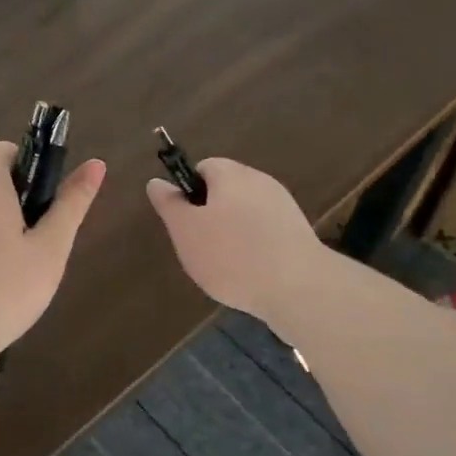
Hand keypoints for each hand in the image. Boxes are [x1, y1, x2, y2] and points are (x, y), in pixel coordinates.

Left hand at [0, 142, 106, 370]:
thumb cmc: (7, 286)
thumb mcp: (50, 247)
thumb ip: (71, 204)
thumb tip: (96, 164)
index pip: (2, 150)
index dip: (29, 161)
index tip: (50, 192)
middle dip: (23, 197)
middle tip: (47, 233)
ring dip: (7, 223)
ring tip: (29, 261)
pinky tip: (4, 280)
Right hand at [146, 158, 325, 323]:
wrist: (298, 288)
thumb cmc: (232, 255)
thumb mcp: (186, 231)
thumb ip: (169, 204)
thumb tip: (156, 182)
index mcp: (231, 174)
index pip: (203, 168)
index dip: (189, 192)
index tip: (185, 222)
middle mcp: (260, 181)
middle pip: (226, 190)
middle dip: (210, 215)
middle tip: (201, 246)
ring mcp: (284, 206)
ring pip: (246, 212)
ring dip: (233, 233)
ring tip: (226, 265)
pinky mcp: (299, 232)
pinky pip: (265, 232)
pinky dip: (254, 246)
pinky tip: (250, 272)